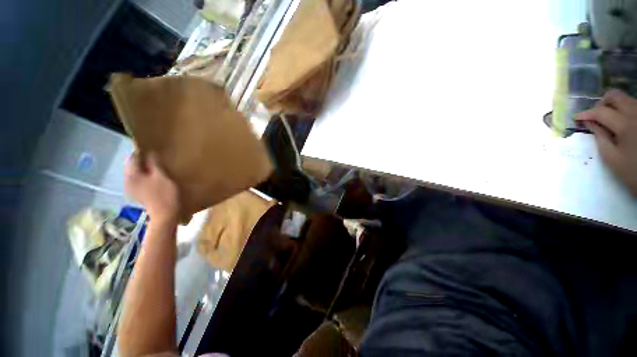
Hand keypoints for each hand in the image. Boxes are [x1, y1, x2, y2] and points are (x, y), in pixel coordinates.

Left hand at [125, 152, 179, 222]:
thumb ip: (154, 163)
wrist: (166, 214)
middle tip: (158, 159)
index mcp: (131, 175)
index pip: (133, 157)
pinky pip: (140, 180)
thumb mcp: (162, 176)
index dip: (143, 152)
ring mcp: (132, 188)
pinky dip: (146, 176)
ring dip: (146, 169)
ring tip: (158, 168)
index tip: (155, 151)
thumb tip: (150, 152)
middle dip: (143, 160)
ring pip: (136, 173)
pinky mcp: (138, 194)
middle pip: (133, 165)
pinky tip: (155, 178)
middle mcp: (128, 180)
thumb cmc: (165, 194)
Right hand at [575, 89, 636, 194]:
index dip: (586, 114)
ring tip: (608, 120)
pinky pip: (634, 106)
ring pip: (626, 99)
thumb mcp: (612, 158)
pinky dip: (624, 110)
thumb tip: (589, 123)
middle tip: (595, 116)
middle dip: (602, 104)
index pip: (601, 112)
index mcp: (625, 125)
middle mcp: (636, 113)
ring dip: (614, 107)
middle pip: (615, 96)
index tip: (576, 118)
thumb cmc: (633, 171)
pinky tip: (622, 121)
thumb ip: (600, 137)